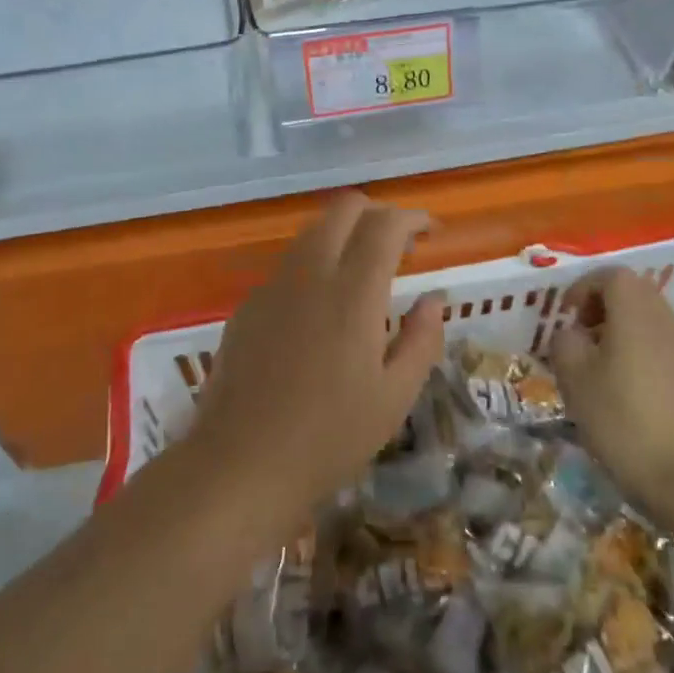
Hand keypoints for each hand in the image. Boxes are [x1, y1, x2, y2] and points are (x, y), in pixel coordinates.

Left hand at [188, 194, 445, 532]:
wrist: (241, 464)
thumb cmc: (330, 437)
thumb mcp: (394, 396)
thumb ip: (422, 338)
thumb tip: (433, 298)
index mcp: (353, 292)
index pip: (385, 225)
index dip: (412, 218)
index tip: (430, 232)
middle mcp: (311, 274)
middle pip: (343, 208)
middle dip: (376, 212)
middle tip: (398, 243)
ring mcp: (273, 286)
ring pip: (312, 231)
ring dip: (343, 234)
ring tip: (363, 273)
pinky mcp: (248, 305)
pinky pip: (288, 265)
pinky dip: (315, 264)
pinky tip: (320, 310)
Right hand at [547, 267, 673, 506]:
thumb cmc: (622, 419)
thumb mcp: (574, 378)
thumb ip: (565, 343)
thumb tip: (570, 333)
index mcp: (634, 312)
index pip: (612, 275)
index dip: (583, 287)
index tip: (565, 314)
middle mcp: (663, 321)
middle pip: (633, 292)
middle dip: (601, 304)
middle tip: (579, 333)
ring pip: (647, 319)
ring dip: (618, 328)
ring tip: (595, 363)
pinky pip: (658, 345)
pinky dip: (636, 351)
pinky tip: (621, 388)